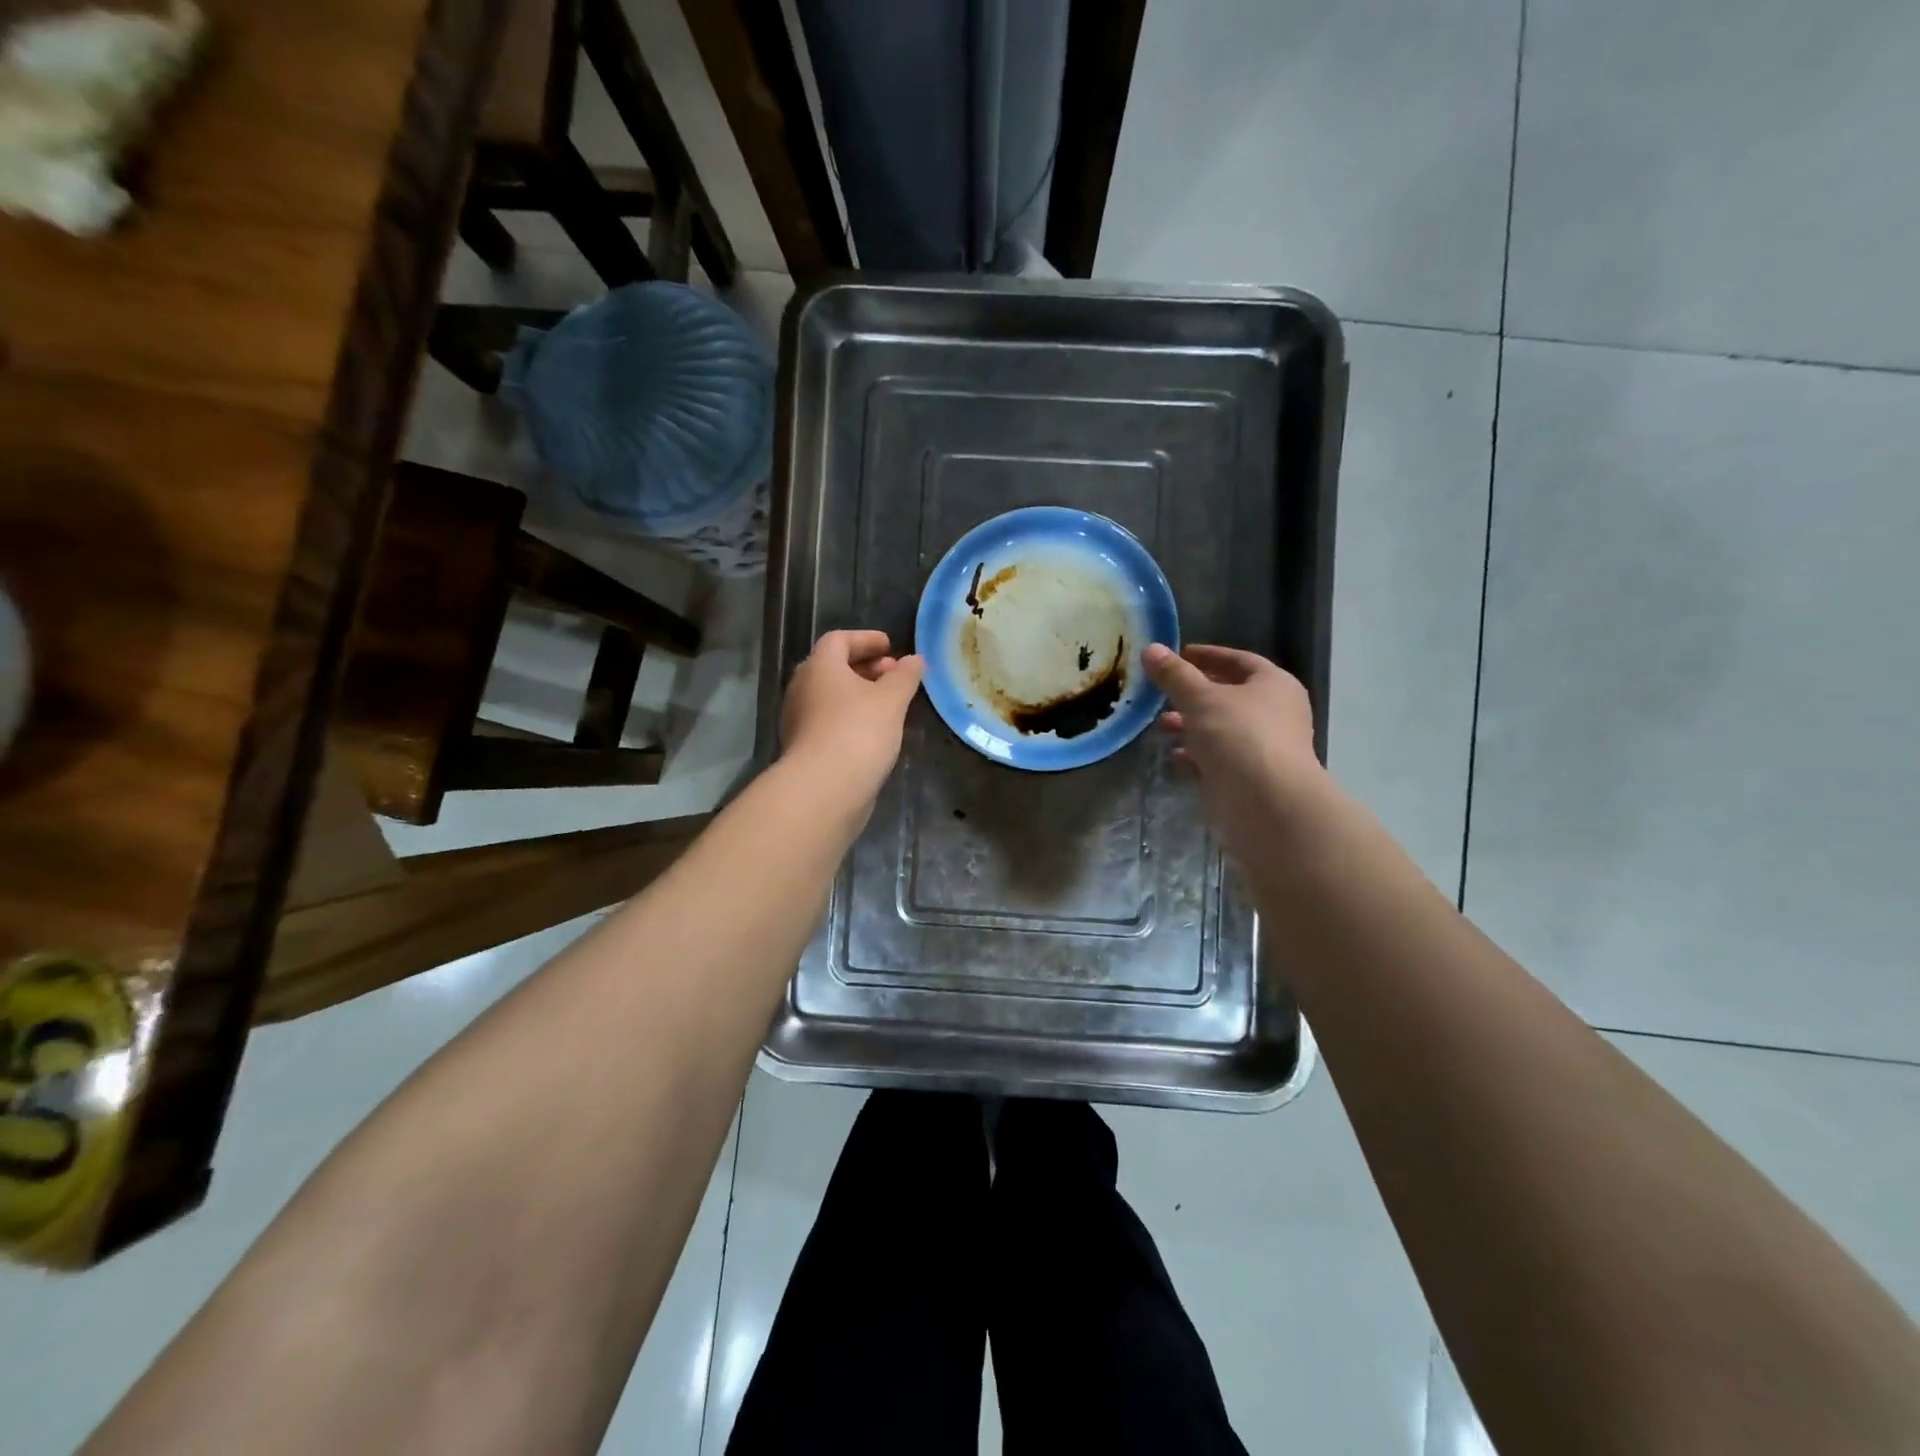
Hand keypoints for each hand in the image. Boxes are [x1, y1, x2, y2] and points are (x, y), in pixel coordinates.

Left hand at [781, 630, 924, 807]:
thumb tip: (915, 660)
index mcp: (820, 666)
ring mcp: (799, 719)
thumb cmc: (858, 732)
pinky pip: (829, 720)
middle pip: (833, 667)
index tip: (890, 646)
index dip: (866, 639)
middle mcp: (802, 688)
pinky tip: (875, 732)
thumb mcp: (891, 699)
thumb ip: (905, 676)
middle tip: (894, 675)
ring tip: (890, 704)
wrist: (823, 789)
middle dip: (866, 667)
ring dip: (859, 694)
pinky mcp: (803, 747)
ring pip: (831, 696)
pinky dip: (851, 717)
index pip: (839, 640)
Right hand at [1145, 643, 1327, 860]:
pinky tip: (1174, 754)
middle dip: (1195, 693)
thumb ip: (1175, 674)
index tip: (1179, 654)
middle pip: (1230, 695)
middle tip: (1163, 691)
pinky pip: (1219, 758)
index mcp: (1273, 685)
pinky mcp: (1250, 777)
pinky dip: (1197, 754)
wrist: (1267, 805)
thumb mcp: (1200, 698)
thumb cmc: (1239, 737)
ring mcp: (1264, 748)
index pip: (1239, 660)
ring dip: (1193, 724)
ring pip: (1222, 728)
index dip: (1208, 656)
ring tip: (1162, 724)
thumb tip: (1151, 648)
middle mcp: (1275, 713)